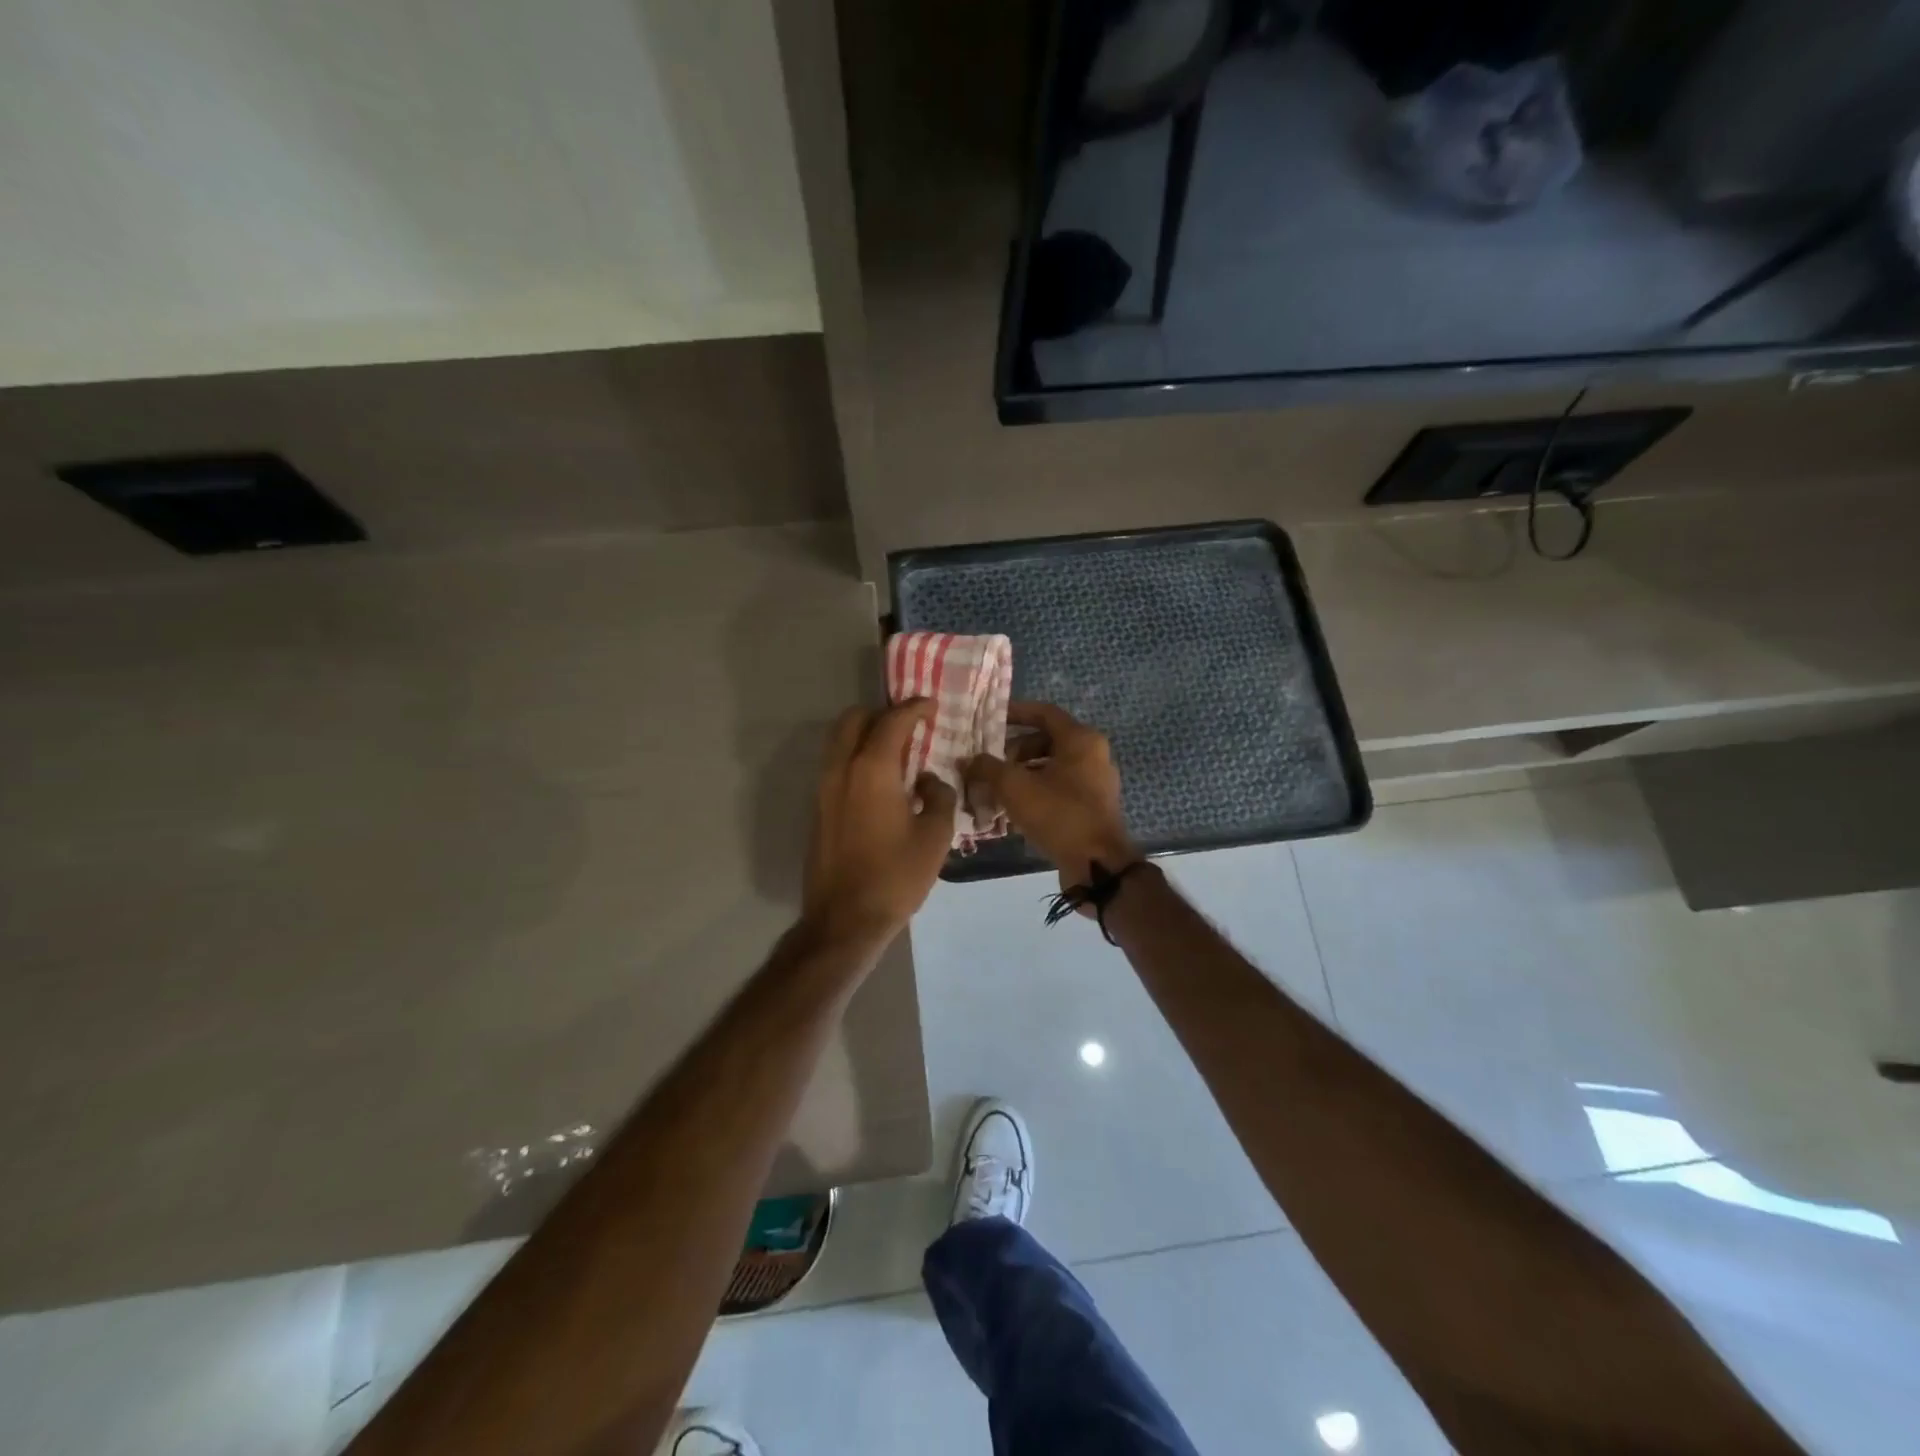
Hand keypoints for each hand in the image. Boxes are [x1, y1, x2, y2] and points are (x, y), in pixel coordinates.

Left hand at [802, 700, 957, 949]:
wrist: (844, 919)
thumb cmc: (896, 876)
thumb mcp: (935, 836)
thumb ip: (938, 796)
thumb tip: (928, 781)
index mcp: (872, 769)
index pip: (892, 721)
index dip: (914, 708)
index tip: (930, 705)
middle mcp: (841, 770)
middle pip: (854, 720)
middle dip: (881, 714)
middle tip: (909, 726)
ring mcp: (824, 789)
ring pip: (839, 742)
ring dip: (865, 735)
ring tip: (896, 752)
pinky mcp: (818, 809)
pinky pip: (836, 766)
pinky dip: (856, 758)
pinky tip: (880, 781)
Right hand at [965, 702, 1137, 896]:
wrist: (1097, 865)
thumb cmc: (1058, 814)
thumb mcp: (1014, 787)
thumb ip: (987, 768)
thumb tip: (967, 760)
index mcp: (1081, 740)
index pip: (1043, 712)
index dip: (1015, 712)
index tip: (989, 720)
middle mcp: (1093, 754)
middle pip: (1047, 740)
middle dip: (1014, 750)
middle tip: (990, 763)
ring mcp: (1096, 781)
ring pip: (1052, 766)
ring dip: (1022, 773)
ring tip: (996, 788)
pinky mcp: (1093, 806)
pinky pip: (1059, 787)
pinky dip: (1036, 790)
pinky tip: (1013, 809)